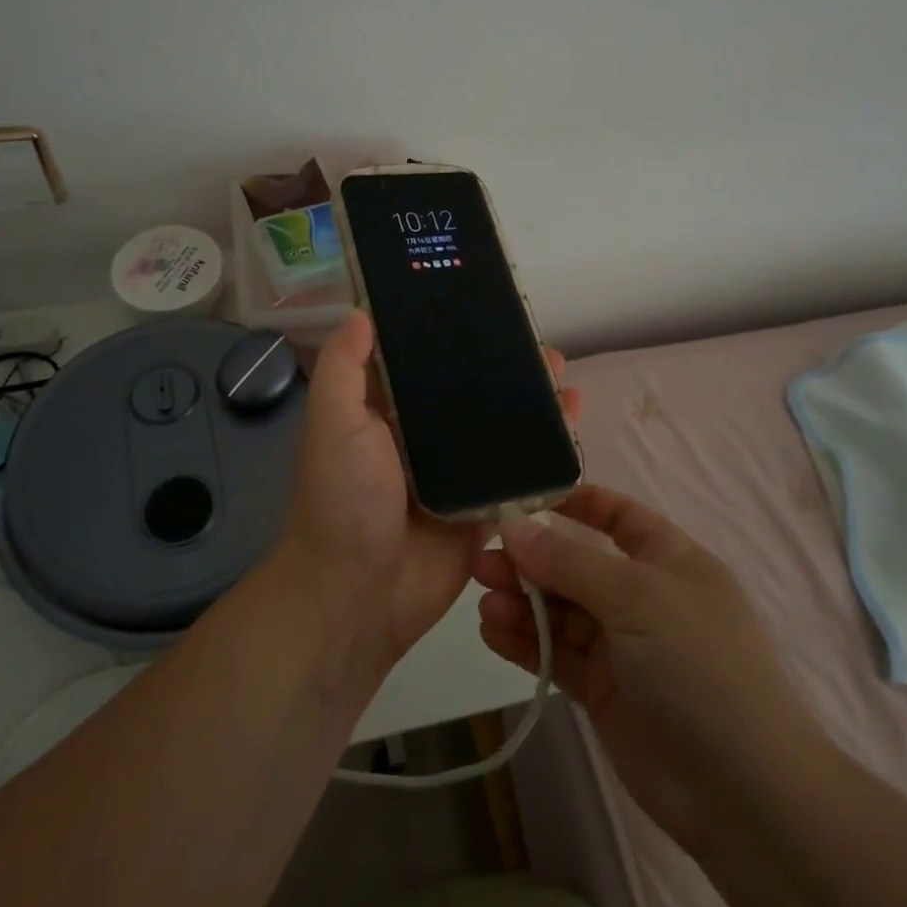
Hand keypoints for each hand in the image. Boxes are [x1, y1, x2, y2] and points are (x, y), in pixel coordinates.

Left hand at [277, 310, 580, 677]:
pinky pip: (520, 473)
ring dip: (532, 403)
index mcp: (386, 411)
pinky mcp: (484, 508)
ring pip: (500, 428)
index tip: (486, 310)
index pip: (424, 360)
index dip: (453, 335)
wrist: (358, 596)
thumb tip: (361, 311)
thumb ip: (344, 368)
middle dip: (504, 368)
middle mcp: (422, 436)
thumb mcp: (333, 423)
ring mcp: (457, 473)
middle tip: (541, 347)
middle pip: (471, 392)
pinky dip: (546, 451)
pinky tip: (574, 426)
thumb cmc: (342, 500)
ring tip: (564, 377)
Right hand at [474, 485, 813, 859]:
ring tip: (483, 599)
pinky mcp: (604, 691)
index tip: (524, 500)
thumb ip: (568, 561)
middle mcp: (644, 598)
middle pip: (577, 565)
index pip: (619, 517)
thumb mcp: (635, 597)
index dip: (576, 504)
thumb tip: (512, 525)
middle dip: (532, 560)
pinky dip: (525, 642)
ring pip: (561, 612)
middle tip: (482, 560)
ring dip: (522, 603)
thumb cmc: (698, 666)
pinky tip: (491, 632)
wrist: (744, 794)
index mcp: (669, 561)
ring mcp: (623, 647)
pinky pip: (557, 654)